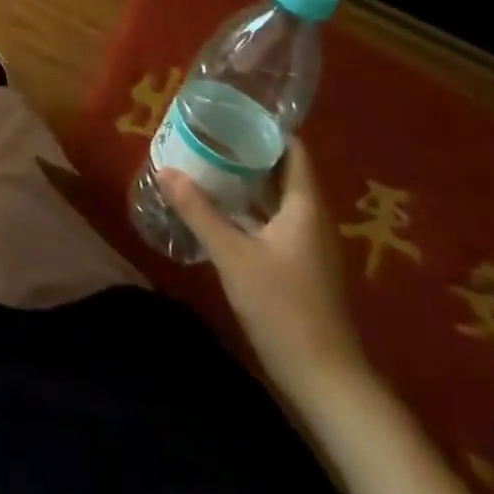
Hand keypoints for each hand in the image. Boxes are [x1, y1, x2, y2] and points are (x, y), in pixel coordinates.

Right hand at [160, 139, 365, 397]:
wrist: (327, 382)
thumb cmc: (284, 308)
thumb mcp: (233, 256)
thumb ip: (199, 210)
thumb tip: (165, 169)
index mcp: (305, 206)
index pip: (292, 148)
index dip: (263, 127)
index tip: (228, 111)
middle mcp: (312, 218)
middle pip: (282, 170)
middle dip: (246, 151)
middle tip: (207, 134)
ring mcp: (309, 245)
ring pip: (277, 198)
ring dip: (246, 181)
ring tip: (207, 163)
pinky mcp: (301, 267)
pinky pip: (275, 221)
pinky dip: (250, 208)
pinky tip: (220, 209)